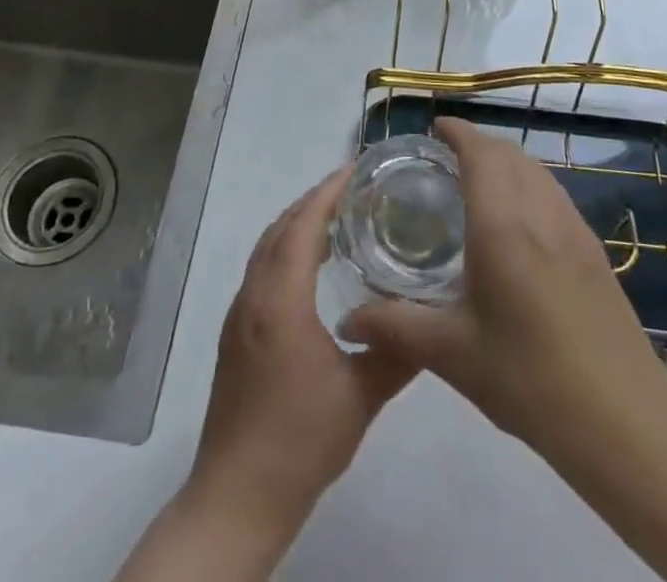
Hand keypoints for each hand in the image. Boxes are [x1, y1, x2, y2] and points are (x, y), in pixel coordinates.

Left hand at [187, 167, 417, 545]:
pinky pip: (261, 268)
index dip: (327, 192)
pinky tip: (310, 268)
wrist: (237, 496)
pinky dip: (285, 248)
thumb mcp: (361, 397)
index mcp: (280, 299)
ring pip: (266, 247)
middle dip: (314, 200)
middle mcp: (254, 295)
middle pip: (281, 228)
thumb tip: (431, 319)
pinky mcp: (235, 333)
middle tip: (355, 188)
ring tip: (337, 218)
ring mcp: (239, 314)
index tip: (355, 168)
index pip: (302, 225)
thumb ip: (397, 352)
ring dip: (297, 223)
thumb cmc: (300, 441)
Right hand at [342, 117, 666, 464]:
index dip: (457, 131)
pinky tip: (518, 221)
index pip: (480, 152)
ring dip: (506, 161)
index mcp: (503, 224)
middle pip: (509, 153)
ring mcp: (573, 228)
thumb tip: (347, 319)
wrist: (623, 420)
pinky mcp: (594, 250)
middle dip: (477, 143)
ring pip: (536, 170)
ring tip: (477, 183)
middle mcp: (540, 212)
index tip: (433, 129)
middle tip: (445, 159)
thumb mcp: (452, 354)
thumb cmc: (529, 380)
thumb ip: (395, 326)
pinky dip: (529, 183)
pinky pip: (554, 193)